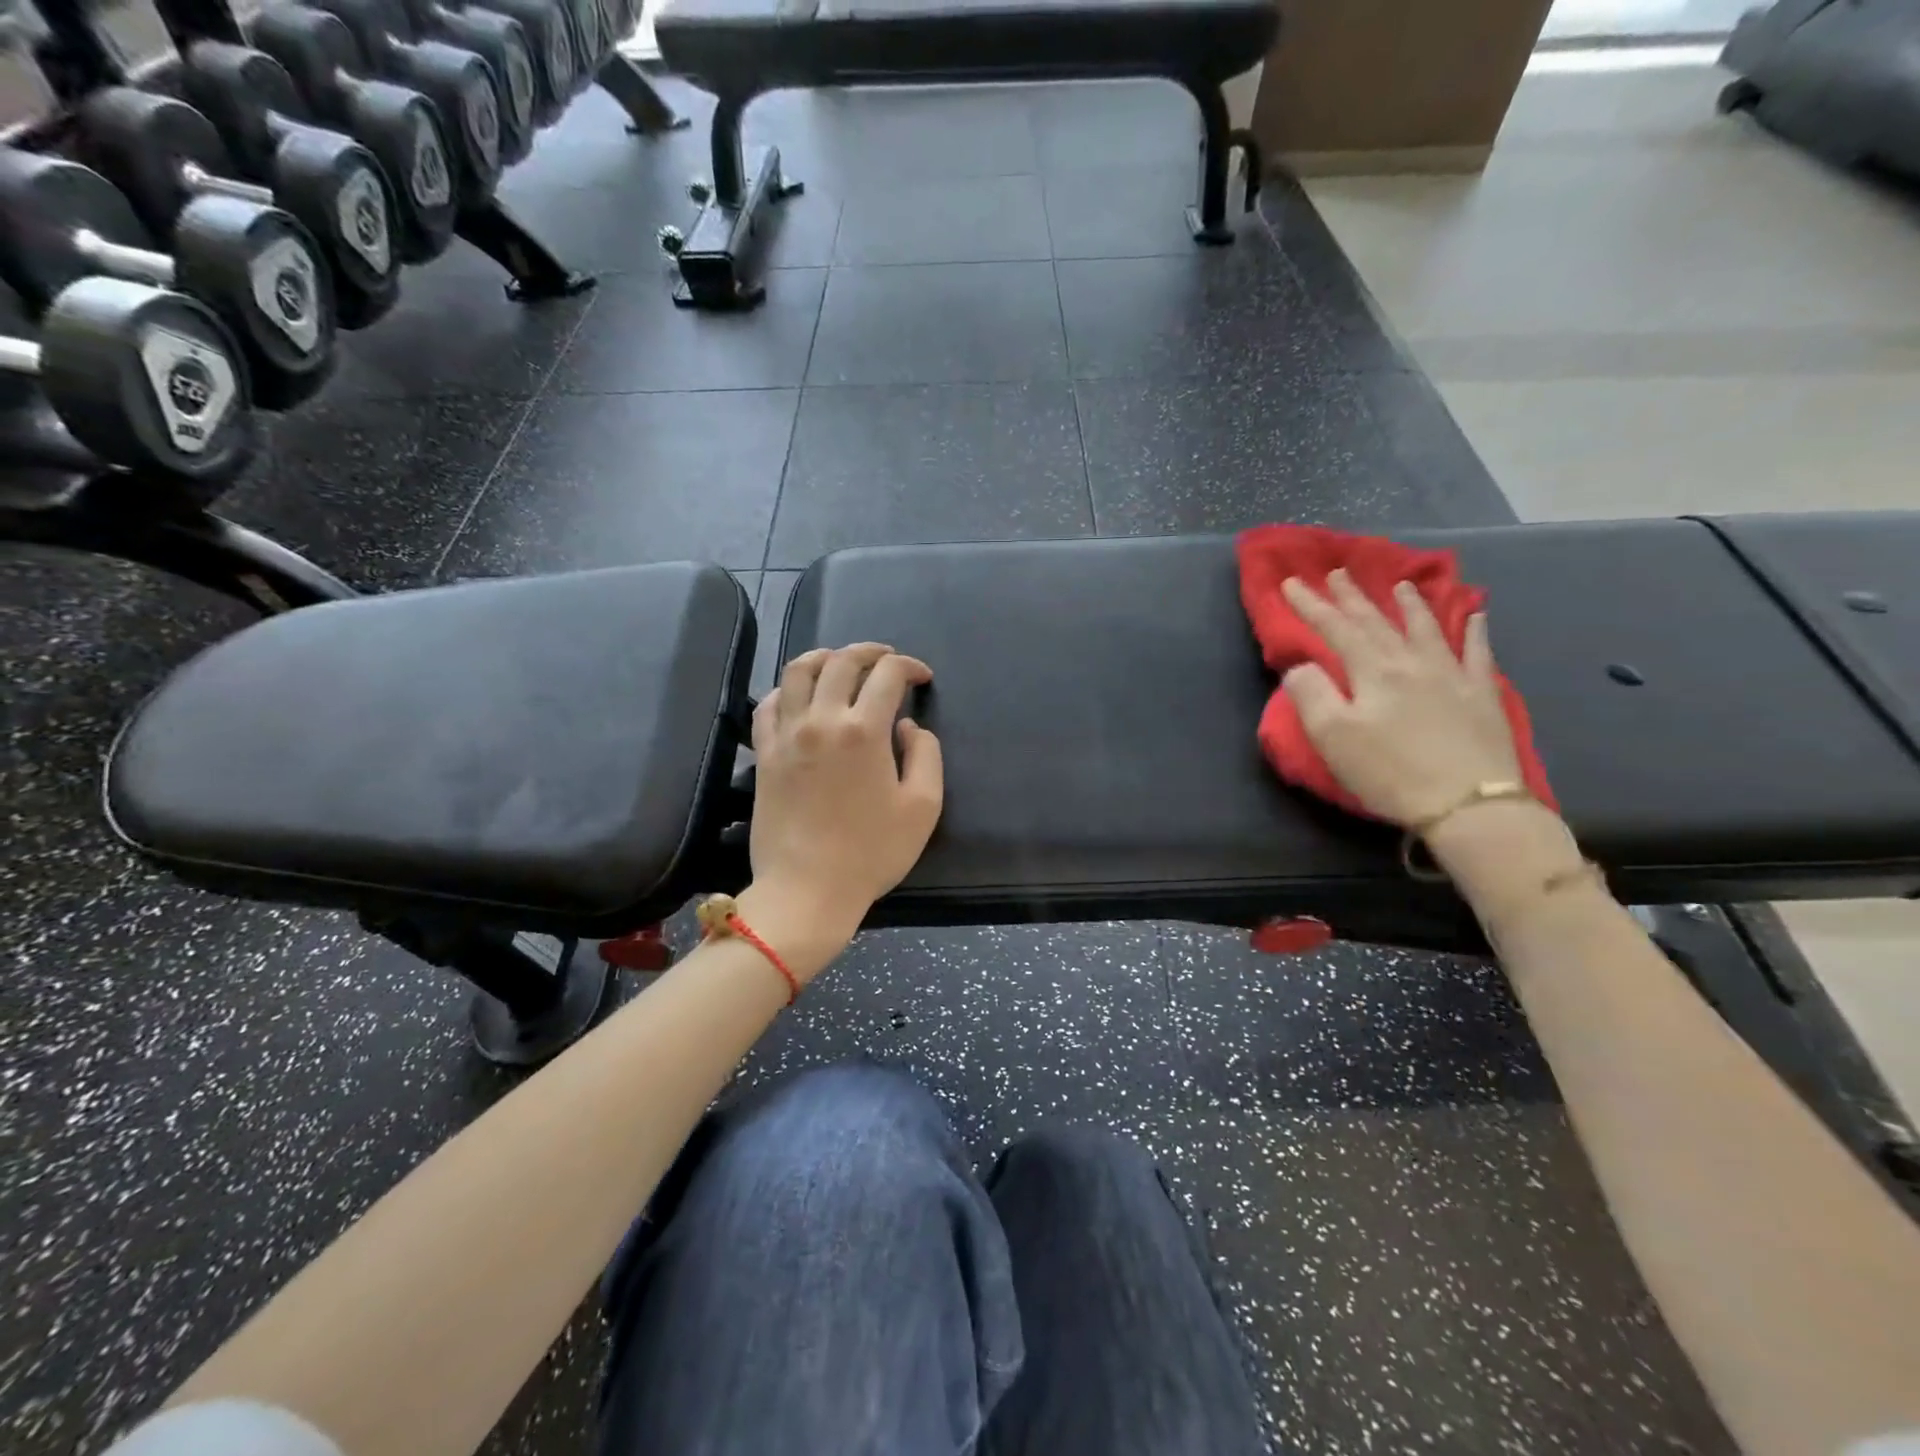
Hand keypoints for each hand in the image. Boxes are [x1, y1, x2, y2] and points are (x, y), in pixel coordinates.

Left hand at [747, 643, 943, 958]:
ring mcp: (787, 735)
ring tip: (840, 662)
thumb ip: (925, 754)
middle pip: (841, 661)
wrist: (808, 889)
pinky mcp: (764, 754)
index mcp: (864, 730)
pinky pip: (767, 705)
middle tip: (887, 659)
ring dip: (824, 657)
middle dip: (870, 652)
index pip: (887, 674)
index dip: (909, 666)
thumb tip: (906, 726)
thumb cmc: (872, 852)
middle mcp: (822, 720)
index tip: (922, 678)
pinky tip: (800, 697)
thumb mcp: (923, 806)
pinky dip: (786, 690)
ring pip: (797, 671)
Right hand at [1280, 571, 1521, 828]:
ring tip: (1400, 585)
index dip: (1311, 605)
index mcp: (1373, 671)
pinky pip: (1478, 653)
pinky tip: (1476, 615)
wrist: (1469, 803)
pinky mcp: (1481, 696)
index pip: (1336, 629)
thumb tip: (1301, 666)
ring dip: (1410, 605)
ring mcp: (1452, 676)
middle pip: (1377, 622)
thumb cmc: (1389, 772)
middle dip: (1353, 597)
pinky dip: (1475, 630)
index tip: (1292, 583)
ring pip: (1427, 628)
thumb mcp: (1332, 736)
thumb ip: (1311, 694)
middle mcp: (1412, 662)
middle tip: (1338, 573)